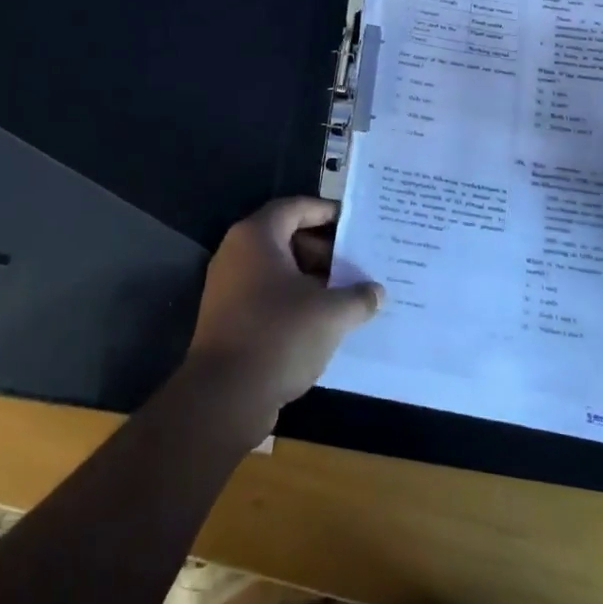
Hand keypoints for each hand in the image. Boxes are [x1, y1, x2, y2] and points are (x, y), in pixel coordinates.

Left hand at [184, 198, 383, 432]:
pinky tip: (323, 321)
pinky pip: (267, 294)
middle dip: (324, 250)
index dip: (327, 212)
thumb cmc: (279, 336)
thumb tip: (377, 292)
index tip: (355, 223)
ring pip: (278, 269)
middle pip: (287, 237)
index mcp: (257, 236)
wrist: (225, 396)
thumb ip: (359, 297)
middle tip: (357, 264)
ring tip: (347, 294)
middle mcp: (237, 252)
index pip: (296, 207)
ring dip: (312, 278)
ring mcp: (228, 285)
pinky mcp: (228, 316)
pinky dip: (294, 300)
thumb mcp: (331, 314)